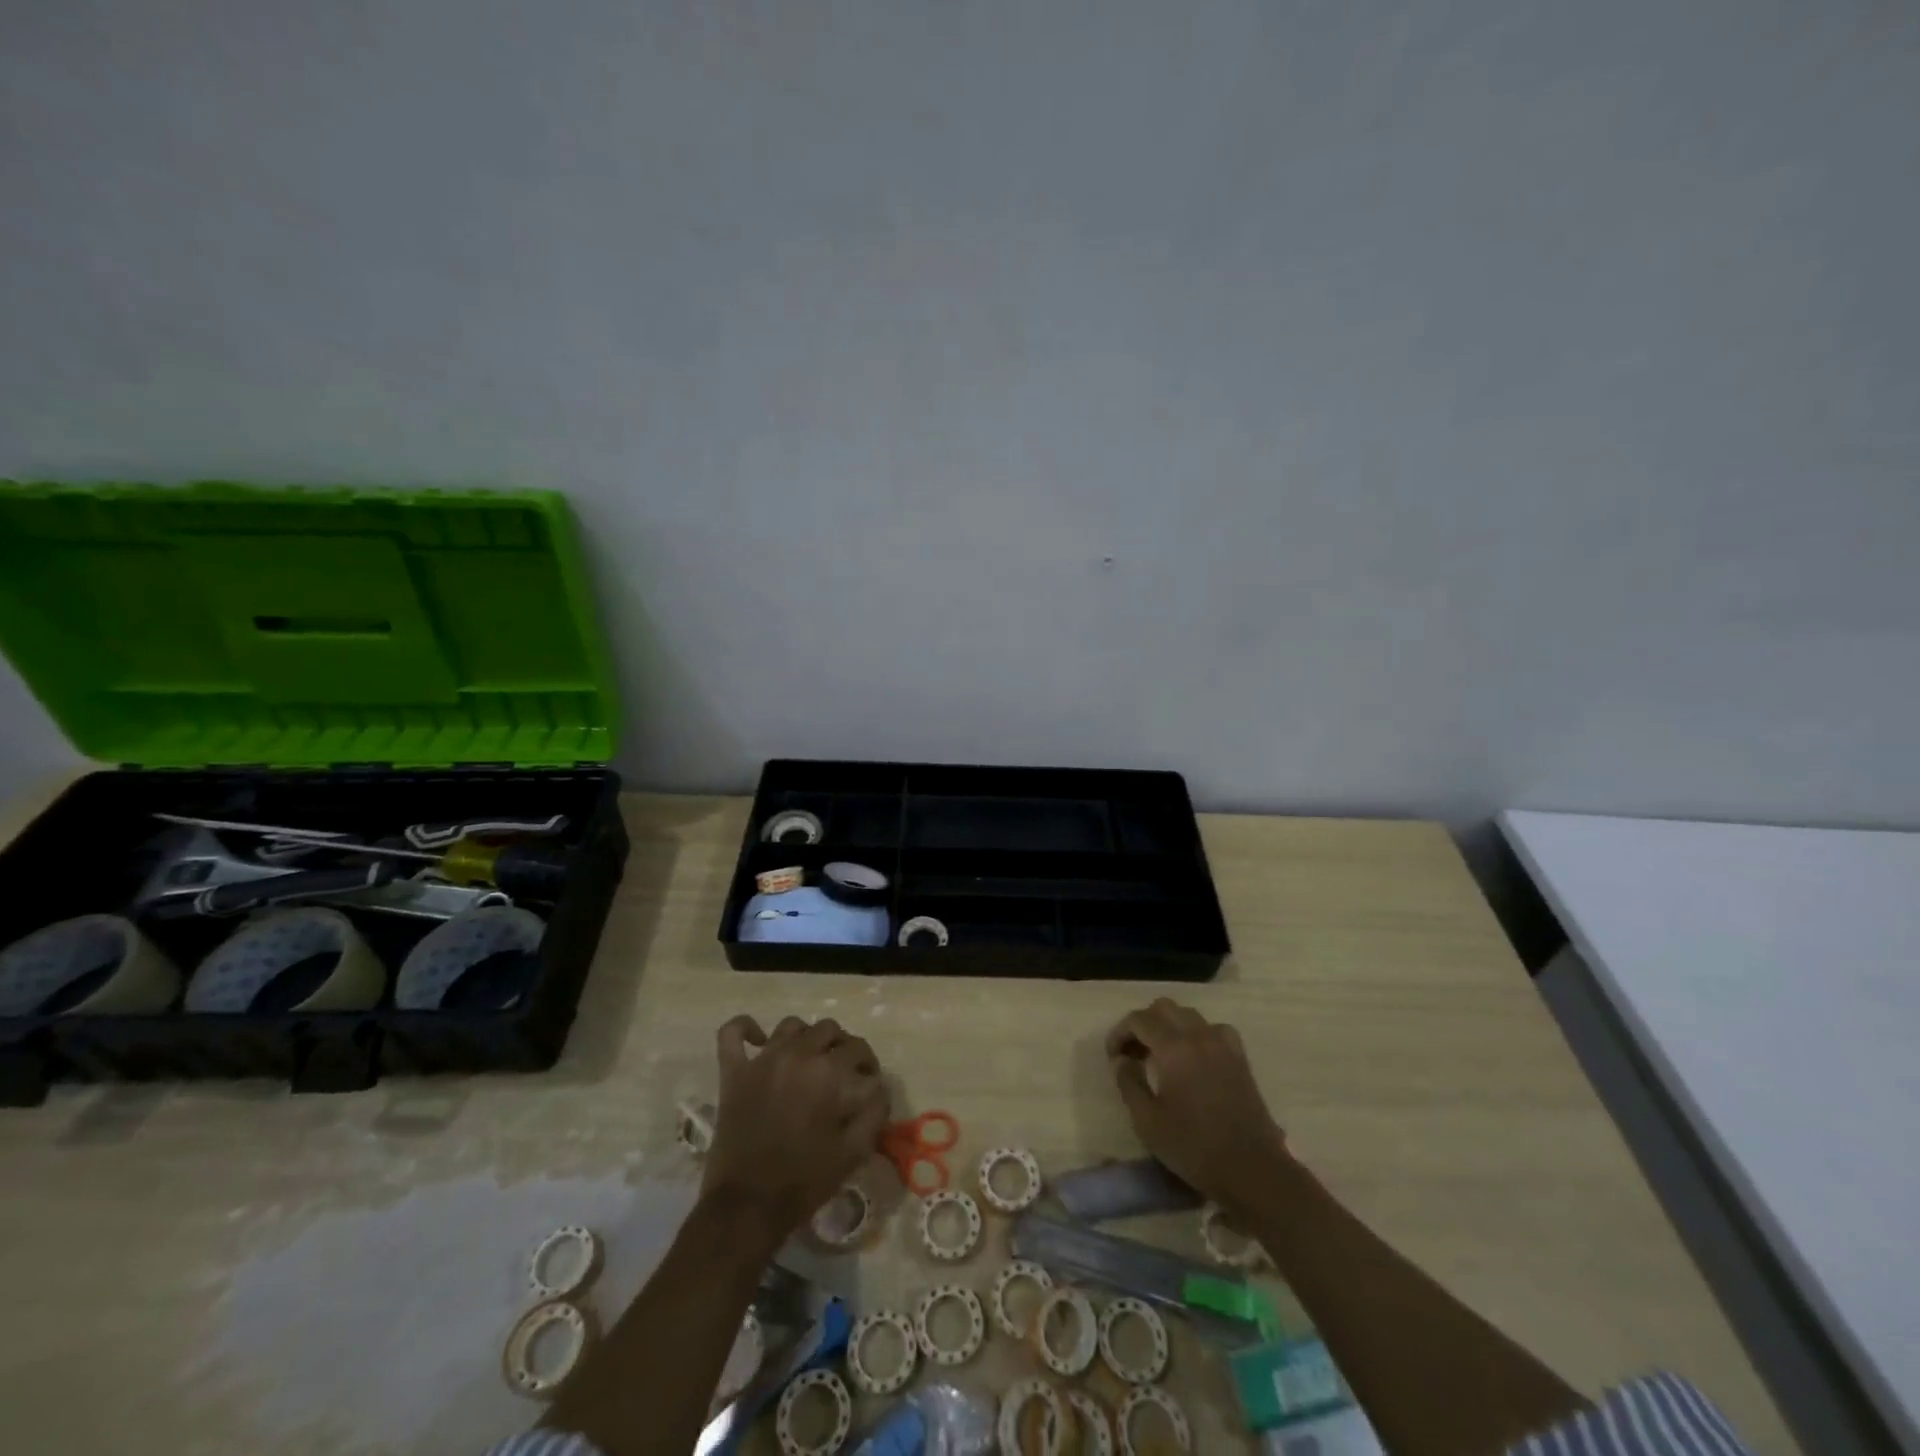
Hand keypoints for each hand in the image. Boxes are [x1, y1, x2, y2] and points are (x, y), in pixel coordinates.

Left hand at [703, 1015, 889, 1246]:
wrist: (747, 1208)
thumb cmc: (804, 1182)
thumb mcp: (853, 1152)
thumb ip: (874, 1113)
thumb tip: (880, 1088)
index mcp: (828, 1073)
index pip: (858, 1048)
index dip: (868, 1064)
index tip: (868, 1081)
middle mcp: (797, 1056)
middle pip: (828, 1029)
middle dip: (841, 1046)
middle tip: (842, 1070)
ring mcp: (762, 1061)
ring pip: (790, 1026)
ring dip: (805, 1037)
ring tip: (808, 1058)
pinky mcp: (733, 1073)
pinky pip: (732, 1033)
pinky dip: (744, 1028)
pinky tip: (758, 1039)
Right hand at [1106, 998, 1289, 1213]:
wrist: (1252, 1170)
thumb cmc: (1194, 1147)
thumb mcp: (1147, 1121)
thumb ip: (1128, 1083)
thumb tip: (1121, 1060)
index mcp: (1174, 1048)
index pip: (1139, 1019)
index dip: (1120, 1032)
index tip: (1113, 1056)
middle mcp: (1198, 1035)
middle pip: (1163, 1008)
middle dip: (1143, 1024)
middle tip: (1133, 1053)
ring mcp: (1223, 1044)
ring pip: (1188, 1014)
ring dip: (1169, 1025)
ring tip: (1160, 1054)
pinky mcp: (1239, 1057)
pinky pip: (1212, 1028)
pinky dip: (1196, 1033)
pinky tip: (1194, 1057)